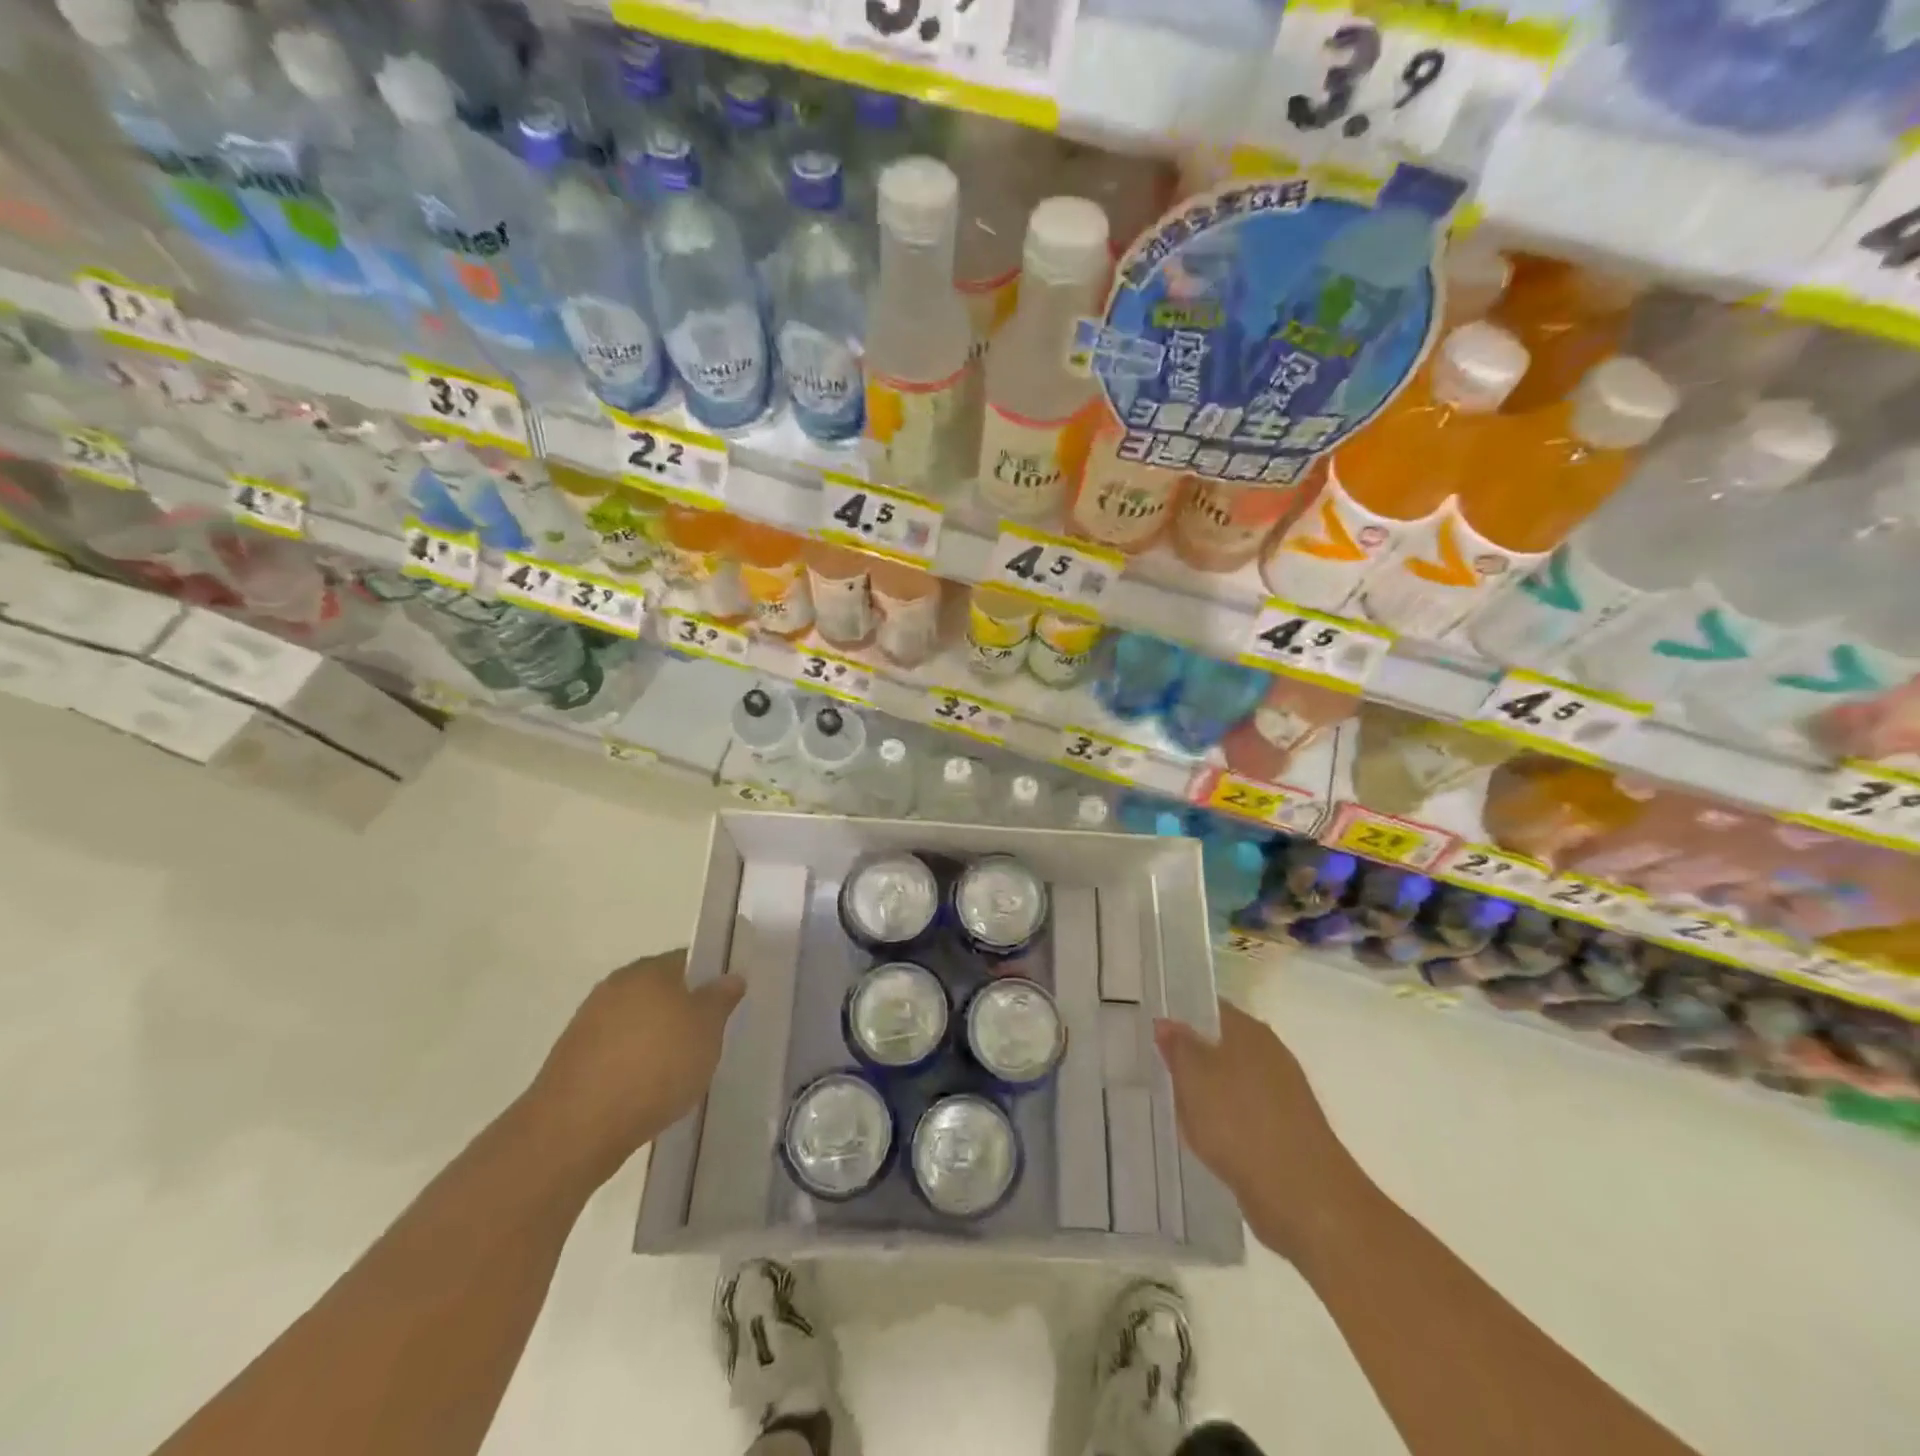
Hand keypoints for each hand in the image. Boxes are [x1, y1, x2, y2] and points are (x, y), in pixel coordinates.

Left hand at [523, 949, 743, 1187]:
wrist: (575, 1129)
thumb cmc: (654, 1067)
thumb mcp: (707, 1030)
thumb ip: (721, 999)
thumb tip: (730, 977)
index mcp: (649, 969)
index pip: (690, 960)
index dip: (713, 979)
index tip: (729, 1005)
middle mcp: (617, 985)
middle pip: (662, 990)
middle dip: (685, 1010)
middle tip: (711, 1037)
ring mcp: (590, 1022)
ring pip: (639, 1021)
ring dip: (659, 1038)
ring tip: (683, 1069)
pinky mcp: (574, 1059)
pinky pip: (618, 1051)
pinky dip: (635, 1063)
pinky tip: (650, 1089)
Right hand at [1155, 1003, 1356, 1259]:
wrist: (1303, 1196)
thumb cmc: (1240, 1123)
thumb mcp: (1193, 1076)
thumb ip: (1178, 1046)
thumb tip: (1167, 1022)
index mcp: (1249, 1031)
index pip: (1208, 1008)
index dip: (1180, 1015)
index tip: (1153, 1030)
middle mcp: (1269, 1054)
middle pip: (1219, 1045)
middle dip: (1190, 1057)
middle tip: (1156, 1068)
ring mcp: (1281, 1093)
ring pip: (1229, 1081)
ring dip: (1205, 1093)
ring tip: (1174, 1106)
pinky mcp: (1285, 1130)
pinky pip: (1242, 1114)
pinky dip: (1223, 1122)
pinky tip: (1205, 1137)